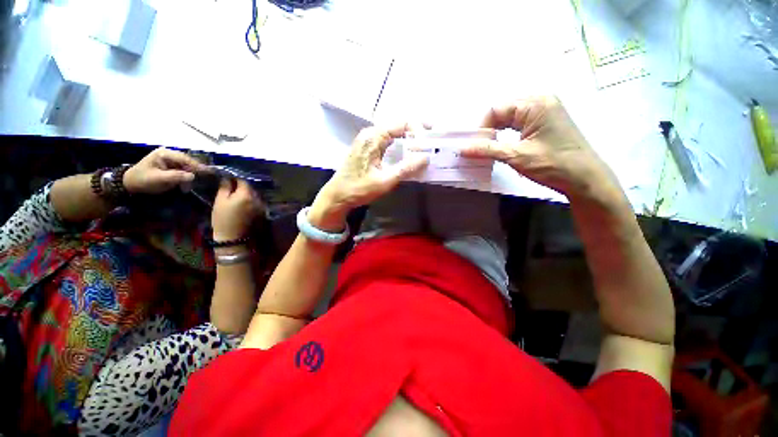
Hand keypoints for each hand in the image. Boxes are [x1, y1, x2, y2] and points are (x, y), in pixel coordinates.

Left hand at [123, 147, 206, 194]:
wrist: (130, 184)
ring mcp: (171, 160)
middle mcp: (169, 154)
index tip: (209, 172)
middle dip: (196, 171)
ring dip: (191, 175)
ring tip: (194, 184)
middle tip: (205, 179)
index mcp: (165, 154)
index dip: (197, 166)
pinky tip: (188, 184)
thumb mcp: (158, 179)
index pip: (185, 159)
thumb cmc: (142, 180)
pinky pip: (184, 170)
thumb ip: (175, 176)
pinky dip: (187, 177)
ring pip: (187, 167)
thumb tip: (192, 176)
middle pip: (188, 162)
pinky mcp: (172, 167)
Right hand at [212, 179, 263, 240]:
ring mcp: (262, 206)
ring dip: (249, 194)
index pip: (243, 181)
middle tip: (233, 187)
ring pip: (256, 195)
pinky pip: (258, 203)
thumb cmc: (223, 220)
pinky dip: (253, 201)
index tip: (229, 179)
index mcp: (247, 195)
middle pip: (251, 188)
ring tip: (239, 196)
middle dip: (243, 186)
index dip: (235, 178)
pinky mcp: (263, 213)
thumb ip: (225, 188)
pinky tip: (245, 204)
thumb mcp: (220, 202)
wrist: (233, 239)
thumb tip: (227, 178)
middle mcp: (258, 199)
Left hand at [309, 124, 428, 230]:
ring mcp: (367, 140)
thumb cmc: (359, 189)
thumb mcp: (384, 181)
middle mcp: (370, 133)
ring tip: (423, 145)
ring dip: (409, 137)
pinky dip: (400, 143)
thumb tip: (425, 157)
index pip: (401, 123)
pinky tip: (408, 151)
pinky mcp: (367, 147)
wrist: (338, 196)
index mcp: (373, 137)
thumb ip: (405, 168)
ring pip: (393, 132)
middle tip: (431, 141)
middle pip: (398, 125)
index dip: (418, 129)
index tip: (428, 143)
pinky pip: (387, 140)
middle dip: (416, 131)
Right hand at [461, 96, 616, 196]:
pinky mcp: (547, 122)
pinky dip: (508, 134)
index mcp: (535, 104)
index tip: (474, 146)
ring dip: (497, 133)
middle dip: (489, 130)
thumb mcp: (516, 156)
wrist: (584, 179)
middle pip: (503, 111)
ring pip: (511, 118)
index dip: (482, 127)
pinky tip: (503, 146)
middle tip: (479, 148)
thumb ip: (487, 150)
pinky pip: (520, 124)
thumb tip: (462, 149)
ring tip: (489, 149)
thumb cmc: (552, 164)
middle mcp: (541, 101)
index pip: (497, 109)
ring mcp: (546, 111)